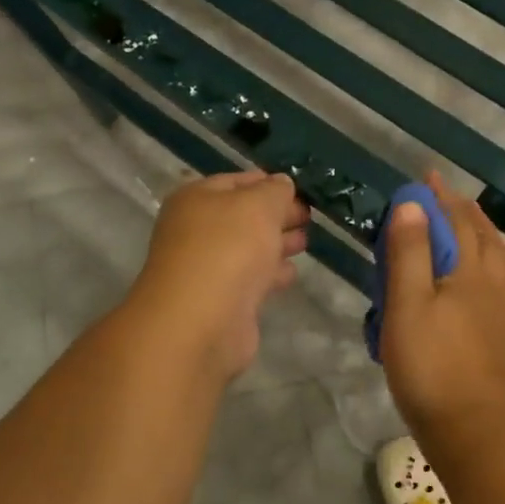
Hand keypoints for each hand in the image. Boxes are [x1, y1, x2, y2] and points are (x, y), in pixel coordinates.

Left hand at [128, 171, 309, 383]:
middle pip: (243, 216)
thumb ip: (275, 190)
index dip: (268, 182)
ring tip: (305, 241)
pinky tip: (292, 272)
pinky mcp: (221, 300)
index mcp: (196, 199)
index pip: (236, 181)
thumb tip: (282, 184)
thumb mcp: (259, 205)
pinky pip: (250, 278)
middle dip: (276, 215)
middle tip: (308, 216)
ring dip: (276, 243)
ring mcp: (207, 268)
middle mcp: (196, 230)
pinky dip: (271, 273)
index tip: (299, 188)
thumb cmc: (228, 249)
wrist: (201, 321)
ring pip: (248, 248)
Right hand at [380, 173, 504, 439]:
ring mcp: (501, 311)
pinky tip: (497, 275)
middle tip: (444, 195)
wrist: (470, 426)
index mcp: (468, 272)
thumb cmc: (431, 363)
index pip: (457, 223)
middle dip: (462, 211)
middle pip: (482, 237)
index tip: (426, 177)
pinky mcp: (502, 334)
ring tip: (475, 224)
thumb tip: (412, 204)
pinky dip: (503, 267)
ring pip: (501, 259)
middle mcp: (491, 284)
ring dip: (487, 234)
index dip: (440, 198)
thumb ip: (410, 252)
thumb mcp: (407, 304)